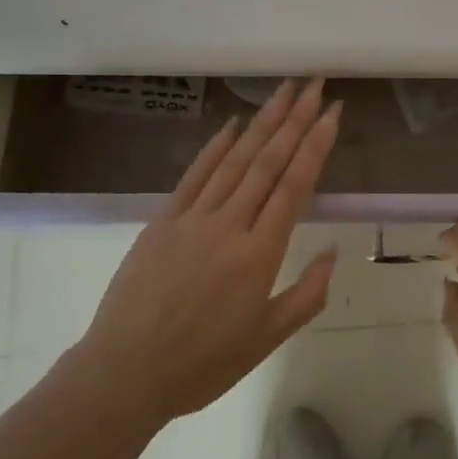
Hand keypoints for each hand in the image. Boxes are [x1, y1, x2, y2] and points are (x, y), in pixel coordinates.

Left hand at [72, 78, 340, 428]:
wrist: (125, 373)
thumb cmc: (202, 364)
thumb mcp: (266, 340)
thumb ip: (306, 295)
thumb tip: (332, 251)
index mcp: (260, 253)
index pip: (295, 185)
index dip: (316, 144)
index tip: (332, 112)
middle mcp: (230, 224)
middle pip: (268, 161)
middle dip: (295, 119)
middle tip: (315, 85)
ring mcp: (194, 217)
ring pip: (236, 159)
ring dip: (262, 121)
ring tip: (284, 91)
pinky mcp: (164, 219)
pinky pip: (195, 174)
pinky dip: (216, 146)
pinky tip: (232, 124)